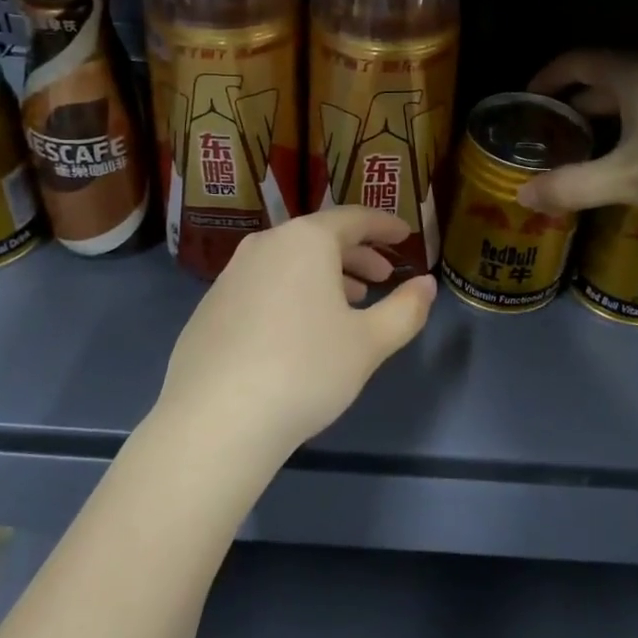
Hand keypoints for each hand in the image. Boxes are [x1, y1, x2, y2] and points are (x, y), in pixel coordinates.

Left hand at [155, 209, 436, 461]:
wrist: (215, 419)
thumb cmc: (305, 370)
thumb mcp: (369, 343)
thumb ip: (405, 309)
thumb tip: (426, 284)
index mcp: (305, 240)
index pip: (354, 218)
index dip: (384, 225)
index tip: (405, 234)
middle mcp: (265, 245)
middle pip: (319, 237)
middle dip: (356, 253)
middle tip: (383, 275)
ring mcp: (231, 275)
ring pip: (289, 261)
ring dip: (325, 275)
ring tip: (348, 303)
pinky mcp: (211, 307)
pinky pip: (264, 284)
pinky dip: (292, 293)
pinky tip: (301, 330)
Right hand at [516, 51, 637, 218]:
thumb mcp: (628, 179)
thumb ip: (572, 187)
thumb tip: (523, 195)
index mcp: (633, 73)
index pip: (575, 61)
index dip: (545, 79)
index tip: (527, 103)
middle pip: (603, 78)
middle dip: (573, 105)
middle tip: (552, 137)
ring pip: (634, 95)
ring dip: (605, 117)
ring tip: (589, 150)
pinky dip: (635, 125)